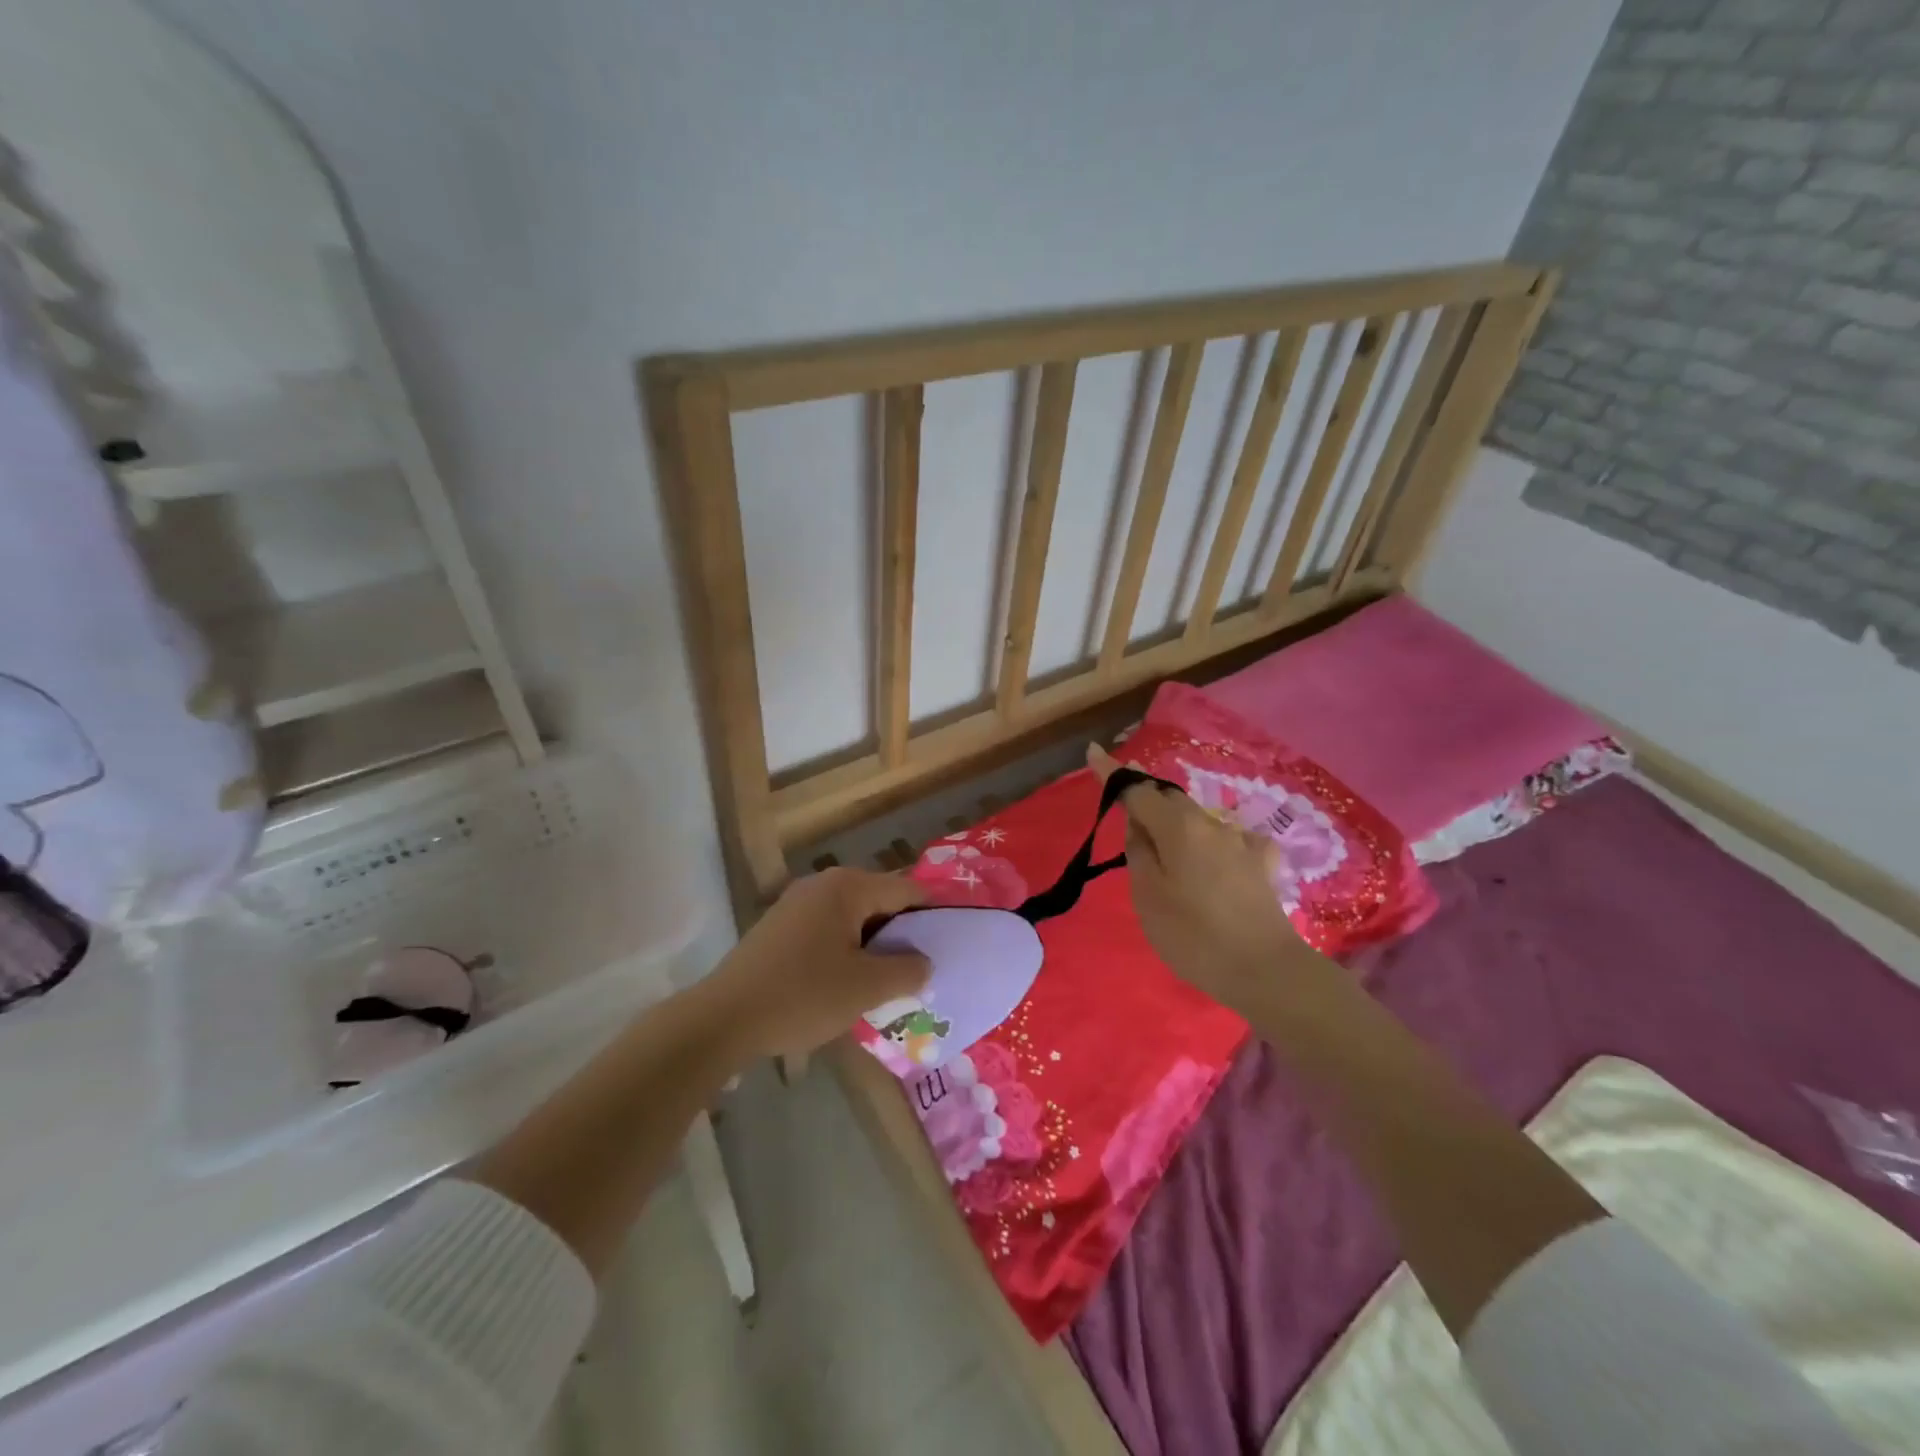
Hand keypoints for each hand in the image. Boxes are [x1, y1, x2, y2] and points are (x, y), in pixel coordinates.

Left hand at [709, 868, 931, 1059]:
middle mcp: (823, 884)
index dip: (932, 916)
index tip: (949, 946)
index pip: (907, 890)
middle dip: (902, 935)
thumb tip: (925, 963)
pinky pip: (828, 931)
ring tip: (889, 982)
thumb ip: (907, 970)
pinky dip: (846, 951)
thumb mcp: (866, 987)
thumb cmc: (802, 995)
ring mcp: (797, 904)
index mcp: (848, 887)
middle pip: (880, 901)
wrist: (722, 1019)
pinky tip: (848, 984)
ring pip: (854, 919)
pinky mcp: (780, 927)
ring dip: (874, 946)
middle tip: (920, 971)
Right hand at [1088, 743, 1320, 1011]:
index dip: (1113, 773)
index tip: (1093, 752)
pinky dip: (1213, 845)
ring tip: (1168, 855)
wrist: (1265, 970)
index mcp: (1178, 828)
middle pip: (1170, 800)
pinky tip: (1217, 864)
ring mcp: (1241, 842)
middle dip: (1146, 799)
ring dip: (1178, 825)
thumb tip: (1138, 824)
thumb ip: (1139, 852)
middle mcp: (1210, 824)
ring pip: (1198, 820)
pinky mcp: (1262, 863)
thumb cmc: (1193, 935)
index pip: (1137, 791)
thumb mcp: (1147, 896)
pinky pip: (1229, 841)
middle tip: (1126, 814)